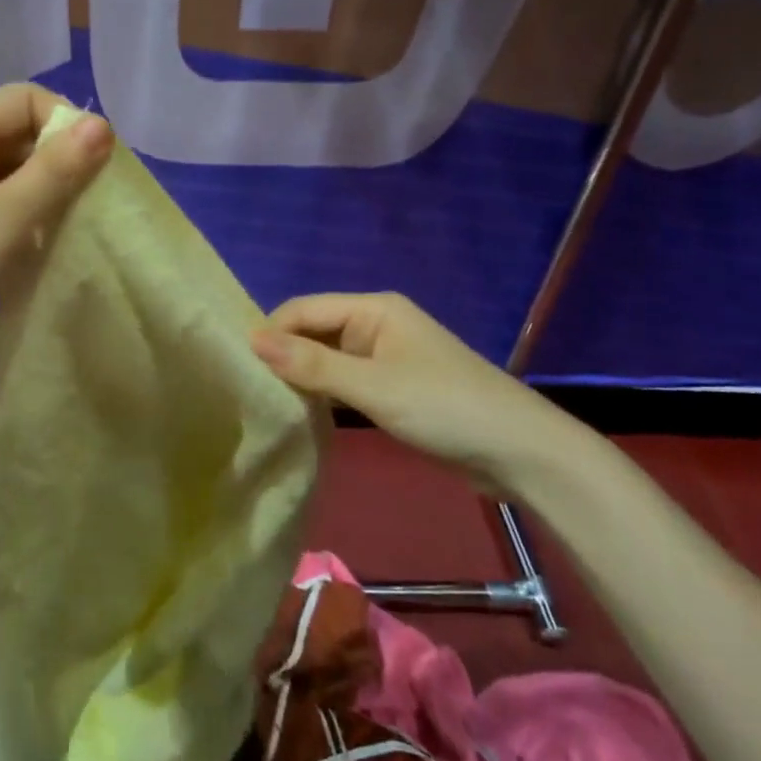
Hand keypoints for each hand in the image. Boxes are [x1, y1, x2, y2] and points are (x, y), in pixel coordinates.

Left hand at [0, 84, 112, 402]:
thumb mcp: (1, 222)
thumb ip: (54, 172)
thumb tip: (102, 125)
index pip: (27, 99)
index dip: (68, 124)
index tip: (98, 173)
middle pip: (20, 134)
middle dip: (62, 164)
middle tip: (91, 211)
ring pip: (13, 174)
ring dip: (47, 197)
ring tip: (70, 234)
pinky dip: (26, 221)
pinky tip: (40, 251)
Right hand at [250, 293, 591, 491]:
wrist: (520, 452)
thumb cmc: (445, 407)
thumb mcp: (374, 386)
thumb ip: (313, 364)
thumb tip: (252, 340)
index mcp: (373, 308)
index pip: (304, 308)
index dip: (271, 332)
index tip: (239, 366)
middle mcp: (376, 324)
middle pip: (315, 330)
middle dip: (285, 354)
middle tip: (248, 389)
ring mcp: (386, 357)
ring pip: (328, 358)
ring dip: (303, 376)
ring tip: (266, 401)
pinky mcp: (394, 387)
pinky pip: (346, 381)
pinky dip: (324, 393)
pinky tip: (302, 413)